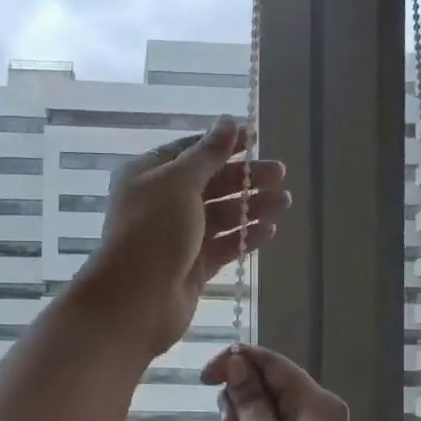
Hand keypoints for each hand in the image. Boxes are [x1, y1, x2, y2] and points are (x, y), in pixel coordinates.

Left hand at [74, 117, 288, 357]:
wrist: (135, 300)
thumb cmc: (153, 231)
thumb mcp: (179, 183)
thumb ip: (208, 154)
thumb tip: (228, 121)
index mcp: (148, 175)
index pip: (191, 151)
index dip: (223, 145)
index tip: (255, 139)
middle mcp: (161, 203)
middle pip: (210, 184)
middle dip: (245, 178)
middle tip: (281, 174)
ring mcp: (177, 237)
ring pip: (220, 216)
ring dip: (251, 207)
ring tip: (284, 202)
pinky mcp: (192, 267)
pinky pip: (223, 246)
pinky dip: (245, 237)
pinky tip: (270, 230)